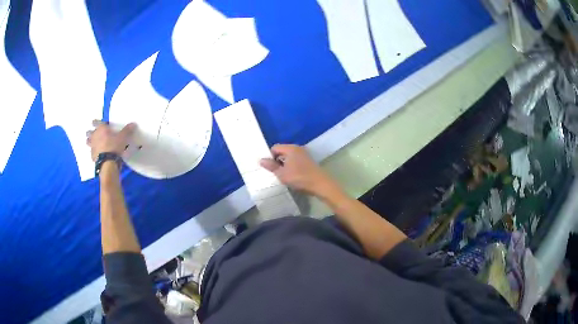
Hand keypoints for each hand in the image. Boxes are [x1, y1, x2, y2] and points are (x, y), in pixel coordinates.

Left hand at [86, 120, 135, 161]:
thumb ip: (127, 130)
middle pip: (89, 132)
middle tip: (91, 133)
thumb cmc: (114, 146)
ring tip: (92, 142)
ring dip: (89, 141)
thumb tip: (133, 124)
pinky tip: (96, 153)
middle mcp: (95, 136)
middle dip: (90, 132)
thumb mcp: (123, 138)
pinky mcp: (92, 156)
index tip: (94, 122)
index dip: (96, 122)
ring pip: (88, 142)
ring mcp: (92, 146)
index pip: (96, 122)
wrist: (108, 163)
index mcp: (101, 129)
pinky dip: (93, 151)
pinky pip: (91, 152)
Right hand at [260, 144, 339, 196]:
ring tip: (282, 175)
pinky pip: (295, 161)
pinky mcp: (308, 161)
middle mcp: (297, 148)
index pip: (274, 148)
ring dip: (284, 165)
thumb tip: (261, 160)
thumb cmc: (299, 178)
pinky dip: (291, 166)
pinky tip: (291, 176)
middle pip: (282, 151)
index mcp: (290, 148)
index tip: (269, 168)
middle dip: (277, 161)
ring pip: (288, 157)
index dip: (270, 157)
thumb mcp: (282, 174)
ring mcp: (304, 154)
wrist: (320, 184)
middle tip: (274, 172)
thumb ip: (271, 166)